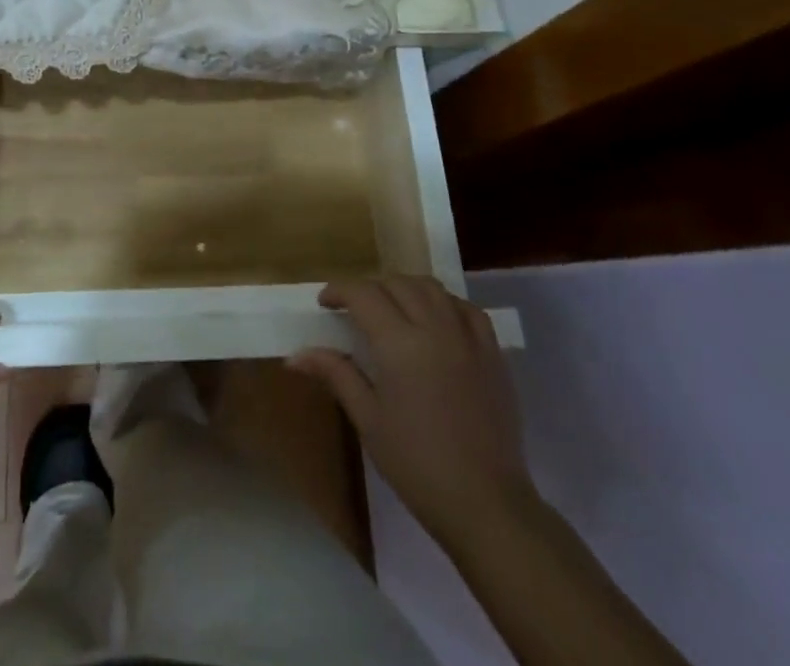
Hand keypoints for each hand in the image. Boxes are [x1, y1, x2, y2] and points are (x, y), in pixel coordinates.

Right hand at [291, 276, 534, 548]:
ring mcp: (468, 338)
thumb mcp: (368, 420)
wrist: (487, 506)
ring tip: (394, 309)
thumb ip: (336, 375)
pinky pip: (468, 309)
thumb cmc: (417, 465)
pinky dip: (446, 304)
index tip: (325, 303)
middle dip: (370, 289)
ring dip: (406, 288)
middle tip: (356, 310)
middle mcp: (434, 328)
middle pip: (397, 284)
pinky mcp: (493, 355)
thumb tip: (295, 356)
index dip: (339, 291)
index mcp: (399, 343)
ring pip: (432, 288)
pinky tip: (437, 321)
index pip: (363, 294)